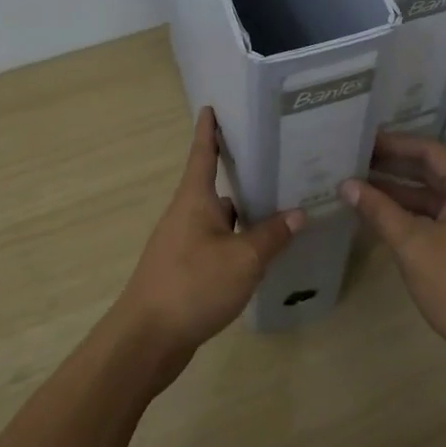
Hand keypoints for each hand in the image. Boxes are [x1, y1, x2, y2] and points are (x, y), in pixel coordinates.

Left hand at [118, 108, 304, 358]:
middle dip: (243, 175)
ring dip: (245, 215)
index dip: (209, 130)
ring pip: (220, 220)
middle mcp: (186, 215)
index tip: (213, 106)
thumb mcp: (243, 259)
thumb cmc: (193, 285)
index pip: (202, 153)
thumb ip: (272, 235)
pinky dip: (238, 243)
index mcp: (195, 200)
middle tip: (278, 162)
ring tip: (282, 208)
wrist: (147, 339)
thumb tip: (298, 213)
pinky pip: (217, 245)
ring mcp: (183, 244)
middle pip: (216, 186)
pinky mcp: (185, 270)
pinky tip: (262, 253)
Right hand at [342, 131, 445, 361]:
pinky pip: (444, 215)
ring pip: (437, 196)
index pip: (429, 151)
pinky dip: (416, 213)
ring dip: (402, 192)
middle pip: (434, 171)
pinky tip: (385, 216)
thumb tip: (346, 185)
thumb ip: (379, 210)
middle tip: (354, 161)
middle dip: (394, 167)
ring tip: (360, 187)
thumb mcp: (413, 244)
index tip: (361, 140)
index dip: (393, 144)